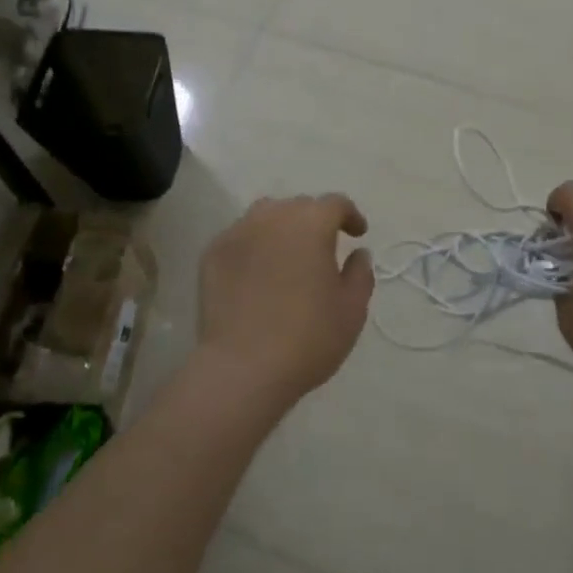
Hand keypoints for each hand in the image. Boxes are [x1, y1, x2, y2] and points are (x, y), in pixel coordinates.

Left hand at [196, 194, 372, 410]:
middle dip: (315, 221)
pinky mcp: (213, 253)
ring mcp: (238, 232)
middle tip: (322, 249)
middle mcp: (273, 216)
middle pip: (299, 206)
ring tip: (287, 254)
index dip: (349, 215)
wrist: (242, 368)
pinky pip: (240, 238)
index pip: (335, 204)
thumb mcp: (352, 310)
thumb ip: (360, 274)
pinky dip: (253, 246)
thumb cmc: (307, 338)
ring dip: (281, 227)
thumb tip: (358, 253)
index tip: (357, 234)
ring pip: (265, 216)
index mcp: (311, 223)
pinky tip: (256, 272)